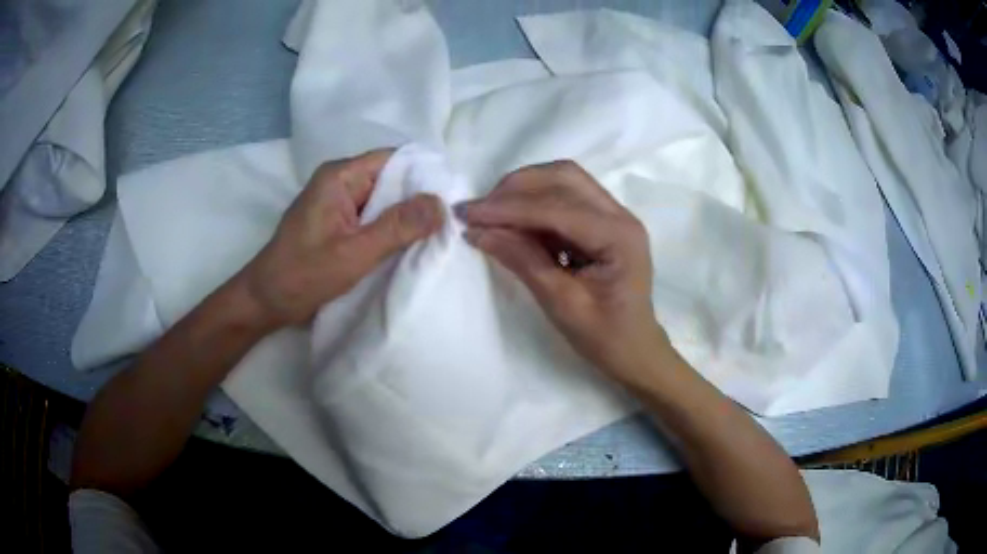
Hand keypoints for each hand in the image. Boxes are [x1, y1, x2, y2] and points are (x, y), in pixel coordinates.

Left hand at [241, 149, 443, 327]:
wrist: (267, 301)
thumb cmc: (304, 275)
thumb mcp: (354, 252)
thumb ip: (397, 227)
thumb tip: (441, 204)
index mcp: (339, 177)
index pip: (392, 160)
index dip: (423, 173)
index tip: (452, 196)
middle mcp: (339, 182)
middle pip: (389, 178)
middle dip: (418, 198)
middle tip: (449, 220)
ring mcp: (338, 203)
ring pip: (383, 200)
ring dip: (405, 216)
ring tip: (437, 232)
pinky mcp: (337, 222)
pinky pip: (372, 217)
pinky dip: (391, 228)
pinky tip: (410, 243)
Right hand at [457, 160, 667, 383]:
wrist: (634, 350)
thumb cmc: (604, 336)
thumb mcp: (561, 304)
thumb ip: (522, 261)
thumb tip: (478, 231)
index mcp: (618, 236)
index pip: (556, 207)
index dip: (508, 208)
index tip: (467, 214)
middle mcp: (620, 215)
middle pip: (564, 177)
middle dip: (516, 187)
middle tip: (480, 209)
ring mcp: (614, 215)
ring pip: (564, 180)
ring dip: (524, 190)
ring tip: (491, 212)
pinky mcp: (603, 222)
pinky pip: (566, 197)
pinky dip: (535, 203)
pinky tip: (513, 222)